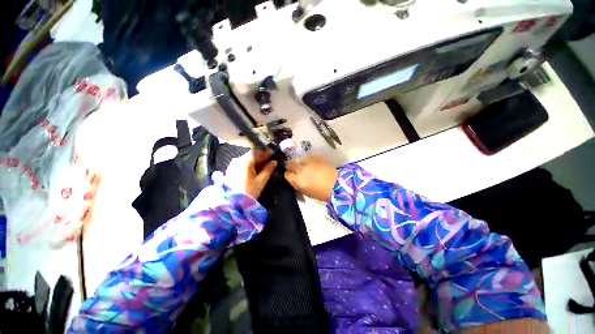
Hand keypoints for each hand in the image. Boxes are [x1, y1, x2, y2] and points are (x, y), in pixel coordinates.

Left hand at [225, 149, 276, 198]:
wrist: (232, 202)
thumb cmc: (249, 191)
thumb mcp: (261, 181)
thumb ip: (268, 170)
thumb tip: (274, 162)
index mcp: (245, 162)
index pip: (257, 153)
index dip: (266, 152)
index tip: (273, 153)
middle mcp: (238, 160)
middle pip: (251, 154)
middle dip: (261, 155)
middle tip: (269, 157)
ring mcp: (233, 165)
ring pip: (246, 158)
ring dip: (255, 159)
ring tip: (263, 162)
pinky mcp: (231, 170)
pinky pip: (242, 162)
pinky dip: (249, 162)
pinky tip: (254, 166)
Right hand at [284, 155, 337, 201]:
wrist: (336, 185)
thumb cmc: (321, 192)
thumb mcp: (305, 192)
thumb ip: (297, 184)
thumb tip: (294, 179)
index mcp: (297, 180)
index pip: (287, 174)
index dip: (289, 174)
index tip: (291, 174)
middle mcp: (300, 169)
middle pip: (290, 163)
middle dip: (291, 165)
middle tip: (295, 167)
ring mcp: (308, 161)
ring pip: (299, 159)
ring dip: (301, 162)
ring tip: (306, 165)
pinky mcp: (316, 156)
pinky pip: (309, 156)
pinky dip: (309, 159)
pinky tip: (313, 163)